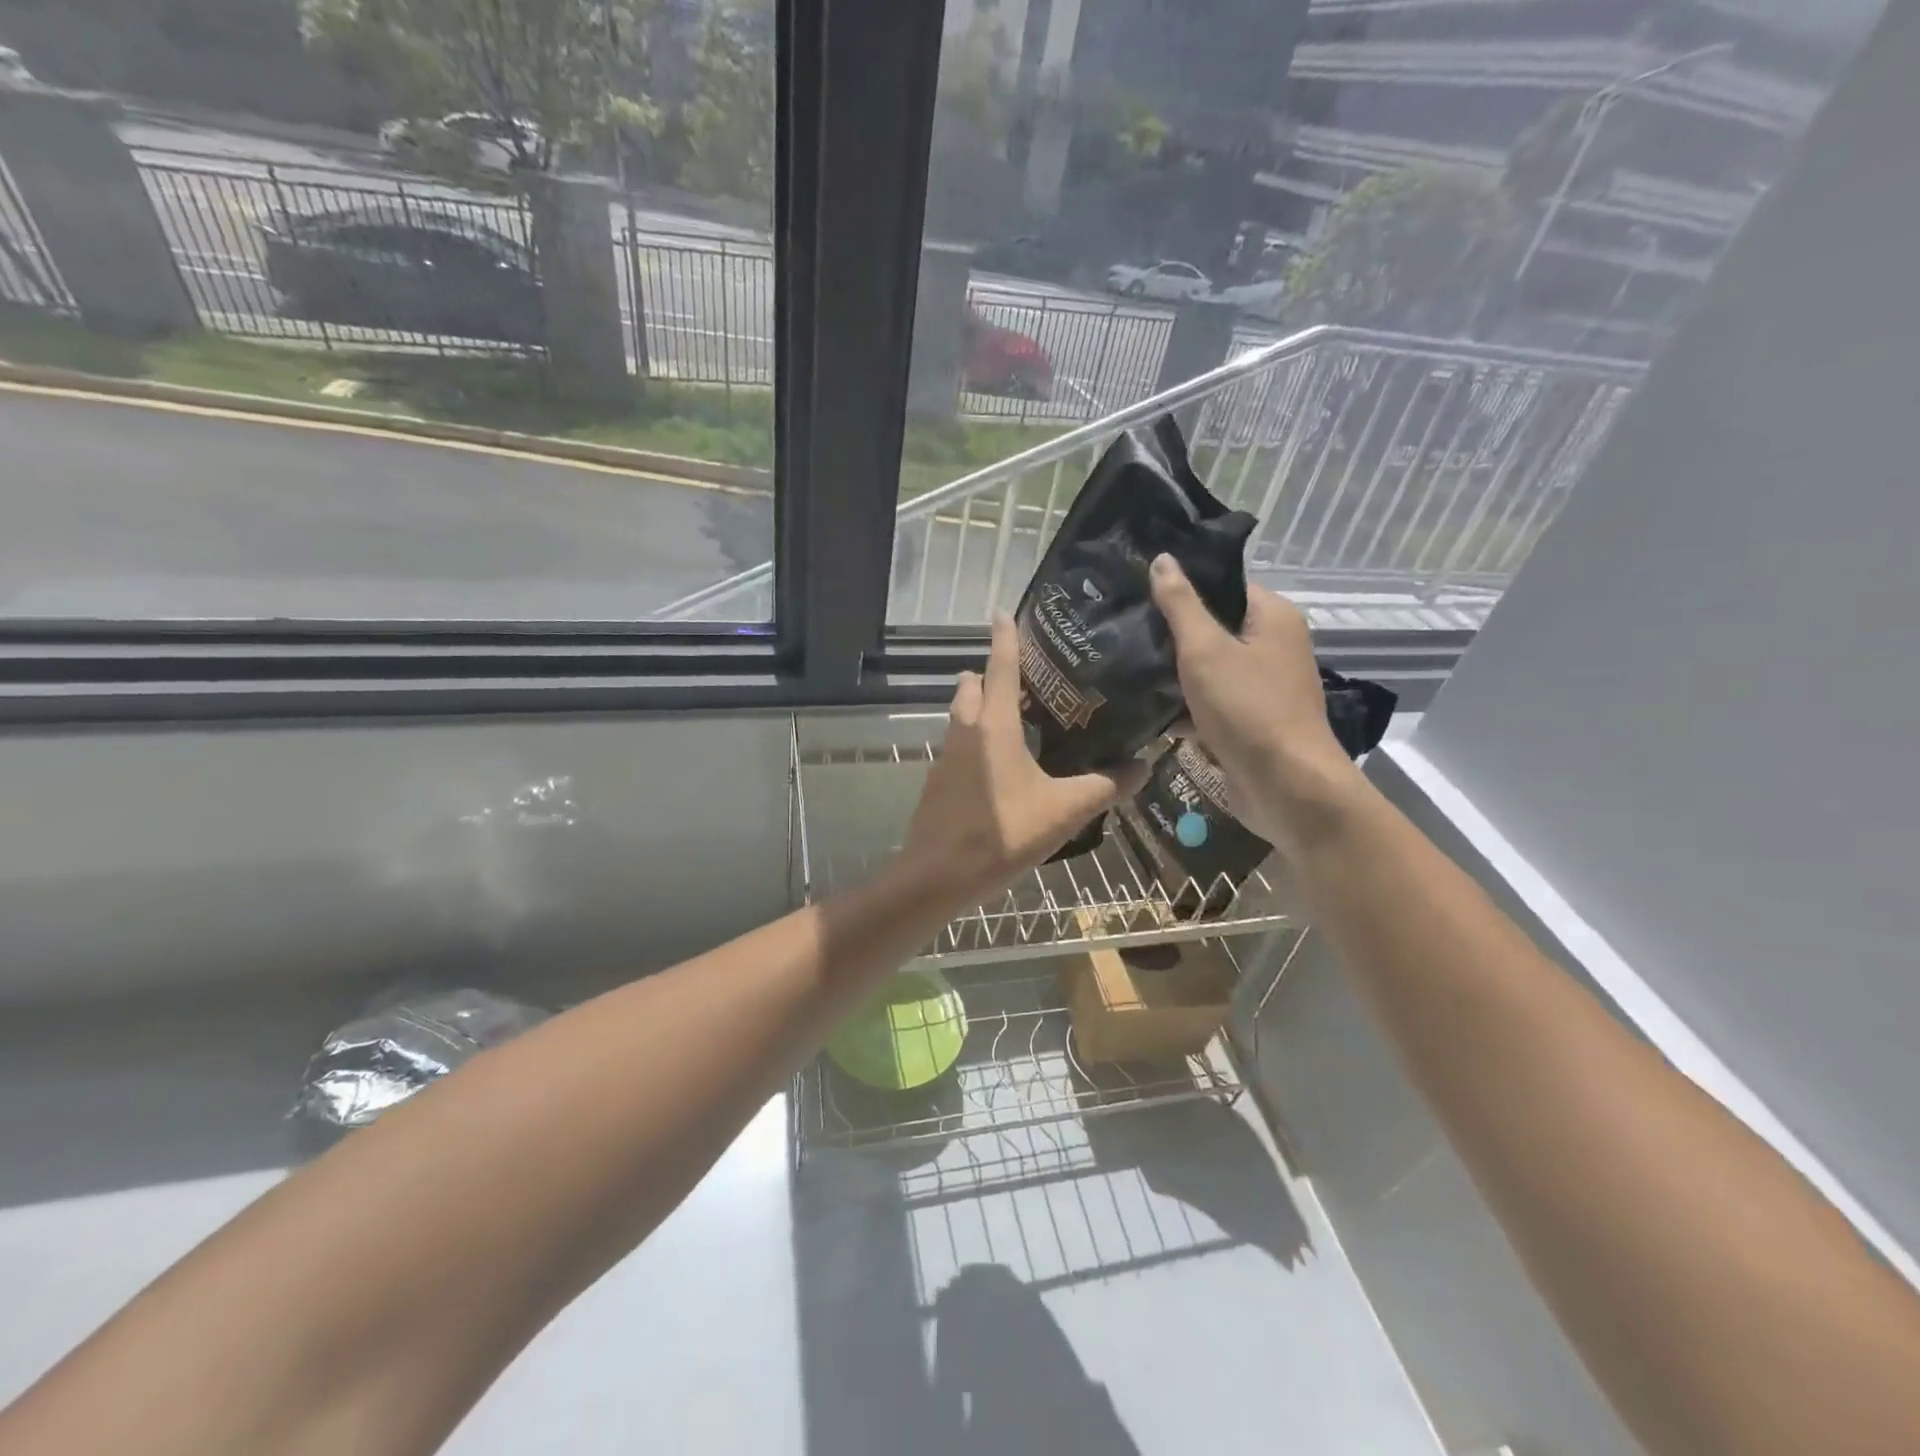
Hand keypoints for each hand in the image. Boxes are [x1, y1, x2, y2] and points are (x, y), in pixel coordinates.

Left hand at [902, 613, 1147, 902]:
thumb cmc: (1002, 834)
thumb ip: (1104, 786)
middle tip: (1026, 678)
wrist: (937, 875)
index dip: (1004, 638)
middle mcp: (965, 731)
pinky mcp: (939, 781)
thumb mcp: (1063, 811)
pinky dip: (976, 739)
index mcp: (994, 726)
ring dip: (980, 706)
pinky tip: (1000, 765)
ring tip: (1017, 718)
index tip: (1003, 612)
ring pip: (961, 716)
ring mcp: (946, 757)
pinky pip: (958, 745)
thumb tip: (1145, 765)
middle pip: (973, 687)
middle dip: (990, 674)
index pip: (999, 667)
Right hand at [1149, 554, 1362, 855]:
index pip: (1223, 586)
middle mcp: (1272, 647)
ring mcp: (1261, 687)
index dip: (1182, 587)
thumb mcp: (1206, 650)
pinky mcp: (1248, 722)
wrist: (1285, 787)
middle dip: (1169, 634)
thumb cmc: (1248, 709)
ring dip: (1171, 674)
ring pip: (1207, 669)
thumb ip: (1181, 605)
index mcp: (1272, 618)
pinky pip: (1209, 703)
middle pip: (1213, 628)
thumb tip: (1162, 558)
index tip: (1135, 590)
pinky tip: (1142, 709)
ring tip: (1121, 665)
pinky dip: (1183, 707)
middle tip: (1120, 628)